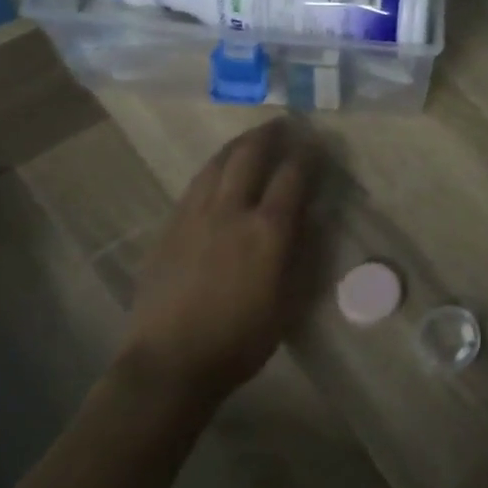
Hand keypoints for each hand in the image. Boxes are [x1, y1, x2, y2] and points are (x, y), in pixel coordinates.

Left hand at [121, 118, 314, 403]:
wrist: (171, 363)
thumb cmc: (242, 338)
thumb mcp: (290, 300)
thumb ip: (303, 251)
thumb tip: (313, 215)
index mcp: (268, 230)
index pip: (293, 175)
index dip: (308, 154)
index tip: (318, 142)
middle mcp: (232, 211)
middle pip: (251, 156)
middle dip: (270, 135)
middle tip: (284, 123)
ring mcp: (195, 216)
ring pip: (218, 164)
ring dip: (239, 144)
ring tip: (253, 136)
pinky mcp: (169, 227)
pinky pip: (195, 184)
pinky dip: (214, 166)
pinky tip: (218, 169)